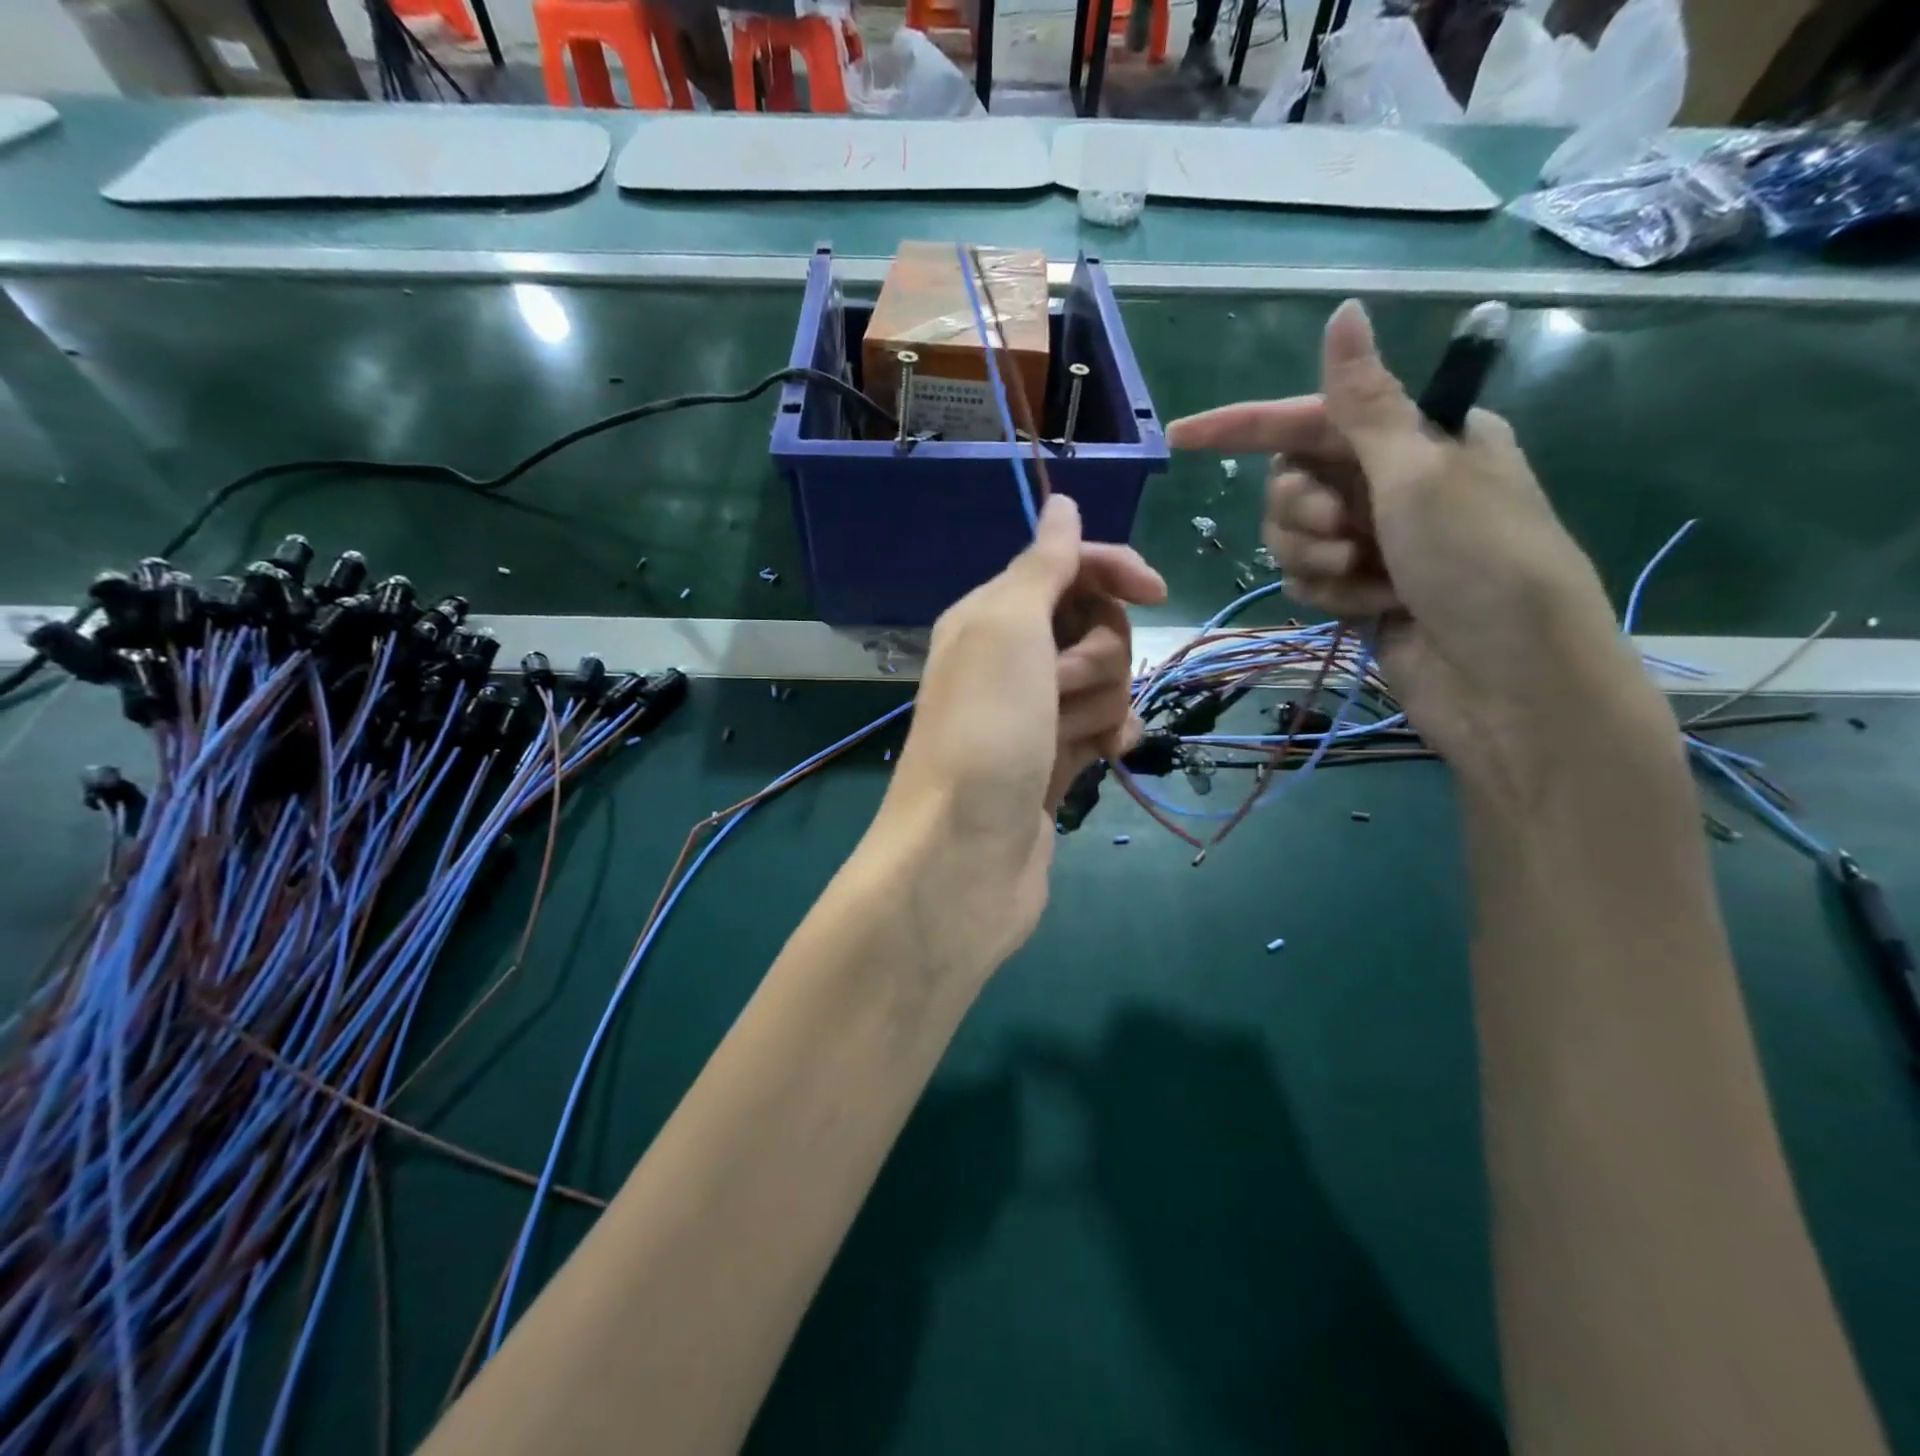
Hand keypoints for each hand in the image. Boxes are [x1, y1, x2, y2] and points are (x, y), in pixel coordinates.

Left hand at [874, 495, 1165, 970]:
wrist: (964, 856)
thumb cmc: (985, 732)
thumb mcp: (1007, 629)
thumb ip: (1040, 565)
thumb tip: (1060, 503)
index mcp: (989, 616)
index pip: (1066, 565)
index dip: (1113, 569)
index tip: (1157, 592)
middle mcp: (1008, 659)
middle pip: (1093, 624)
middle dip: (1098, 652)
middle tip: (1061, 688)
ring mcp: (1032, 713)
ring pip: (1104, 679)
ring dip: (1100, 702)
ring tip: (1068, 737)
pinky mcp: (1053, 761)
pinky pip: (1103, 727)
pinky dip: (1109, 735)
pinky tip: (1105, 755)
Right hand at [1167, 300, 1661, 792]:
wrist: (1509, 679)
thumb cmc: (1479, 561)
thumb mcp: (1420, 473)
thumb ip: (1365, 403)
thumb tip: (1344, 311)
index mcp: (1415, 439)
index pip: (1309, 419)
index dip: (1243, 426)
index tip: (1181, 438)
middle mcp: (1391, 485)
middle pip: (1292, 483)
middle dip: (1301, 509)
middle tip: (1340, 529)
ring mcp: (1375, 542)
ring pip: (1292, 536)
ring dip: (1314, 556)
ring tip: (1360, 575)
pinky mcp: (1359, 592)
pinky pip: (1307, 580)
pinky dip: (1330, 593)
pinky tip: (1371, 608)